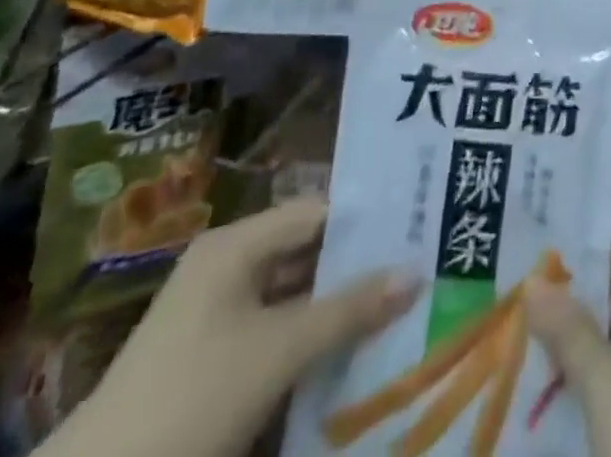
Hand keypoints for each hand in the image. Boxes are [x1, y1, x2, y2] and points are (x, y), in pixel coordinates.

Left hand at [39, 201, 418, 456]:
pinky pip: (274, 332)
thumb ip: (350, 308)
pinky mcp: (210, 360)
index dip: (365, 221)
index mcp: (235, 245)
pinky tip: (350, 349)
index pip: (316, 212)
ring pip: (292, 295)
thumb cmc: (193, 398)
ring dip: (335, 306)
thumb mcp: (281, 350)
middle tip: (415, 267)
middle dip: (356, 266)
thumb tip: (416, 272)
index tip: (415, 229)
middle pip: (305, 252)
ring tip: (396, 307)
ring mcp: (214, 316)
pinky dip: (309, 338)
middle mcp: (226, 267)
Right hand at [526, 233, 610, 456]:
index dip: (576, 249)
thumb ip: (569, 330)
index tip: (530, 245)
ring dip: (574, 339)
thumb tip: (533, 280)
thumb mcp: (607, 385)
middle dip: (568, 298)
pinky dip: (588, 374)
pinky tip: (548, 380)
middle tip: (515, 294)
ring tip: (519, 332)